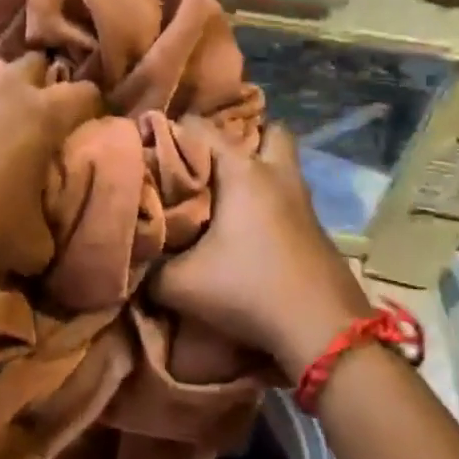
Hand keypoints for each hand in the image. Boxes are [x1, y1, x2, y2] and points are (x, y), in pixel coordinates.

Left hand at [0, 51, 104, 280]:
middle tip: (32, 115)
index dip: (90, 106)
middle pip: (32, 63)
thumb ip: (48, 225)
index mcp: (42, 115)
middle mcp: (3, 89)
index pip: (85, 93)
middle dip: (37, 83)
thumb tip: (43, 227)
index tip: (85, 122)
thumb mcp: (34, 244)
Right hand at [148, 122, 372, 378]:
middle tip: (211, 160)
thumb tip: (137, 259)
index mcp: (243, 173)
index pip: (202, 127)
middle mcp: (277, 176)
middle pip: (270, 132)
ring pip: (284, 166)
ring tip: (225, 193)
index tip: (151, 146)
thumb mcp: (179, 284)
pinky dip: (271, 202)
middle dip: (243, 138)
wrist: (322, 331)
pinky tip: (249, 228)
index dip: (173, 131)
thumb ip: (150, 267)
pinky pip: (289, 197)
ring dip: (260, 171)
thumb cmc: (248, 289)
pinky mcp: (316, 230)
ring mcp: (303, 202)